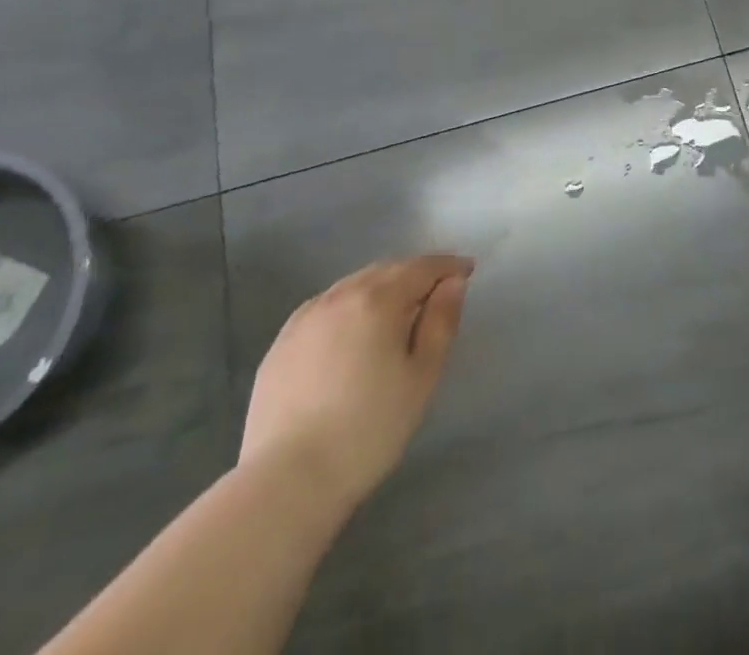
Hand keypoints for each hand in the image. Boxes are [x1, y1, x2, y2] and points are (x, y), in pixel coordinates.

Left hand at [240, 254, 472, 512]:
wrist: (286, 482)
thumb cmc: (368, 429)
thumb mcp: (422, 376)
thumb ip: (441, 321)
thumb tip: (453, 283)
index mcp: (378, 299)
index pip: (422, 267)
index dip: (448, 266)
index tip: (467, 271)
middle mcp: (340, 296)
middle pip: (387, 270)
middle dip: (415, 273)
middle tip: (436, 291)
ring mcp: (306, 318)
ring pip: (354, 285)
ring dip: (381, 286)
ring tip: (397, 309)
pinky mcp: (281, 343)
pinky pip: (326, 306)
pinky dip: (349, 305)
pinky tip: (352, 329)